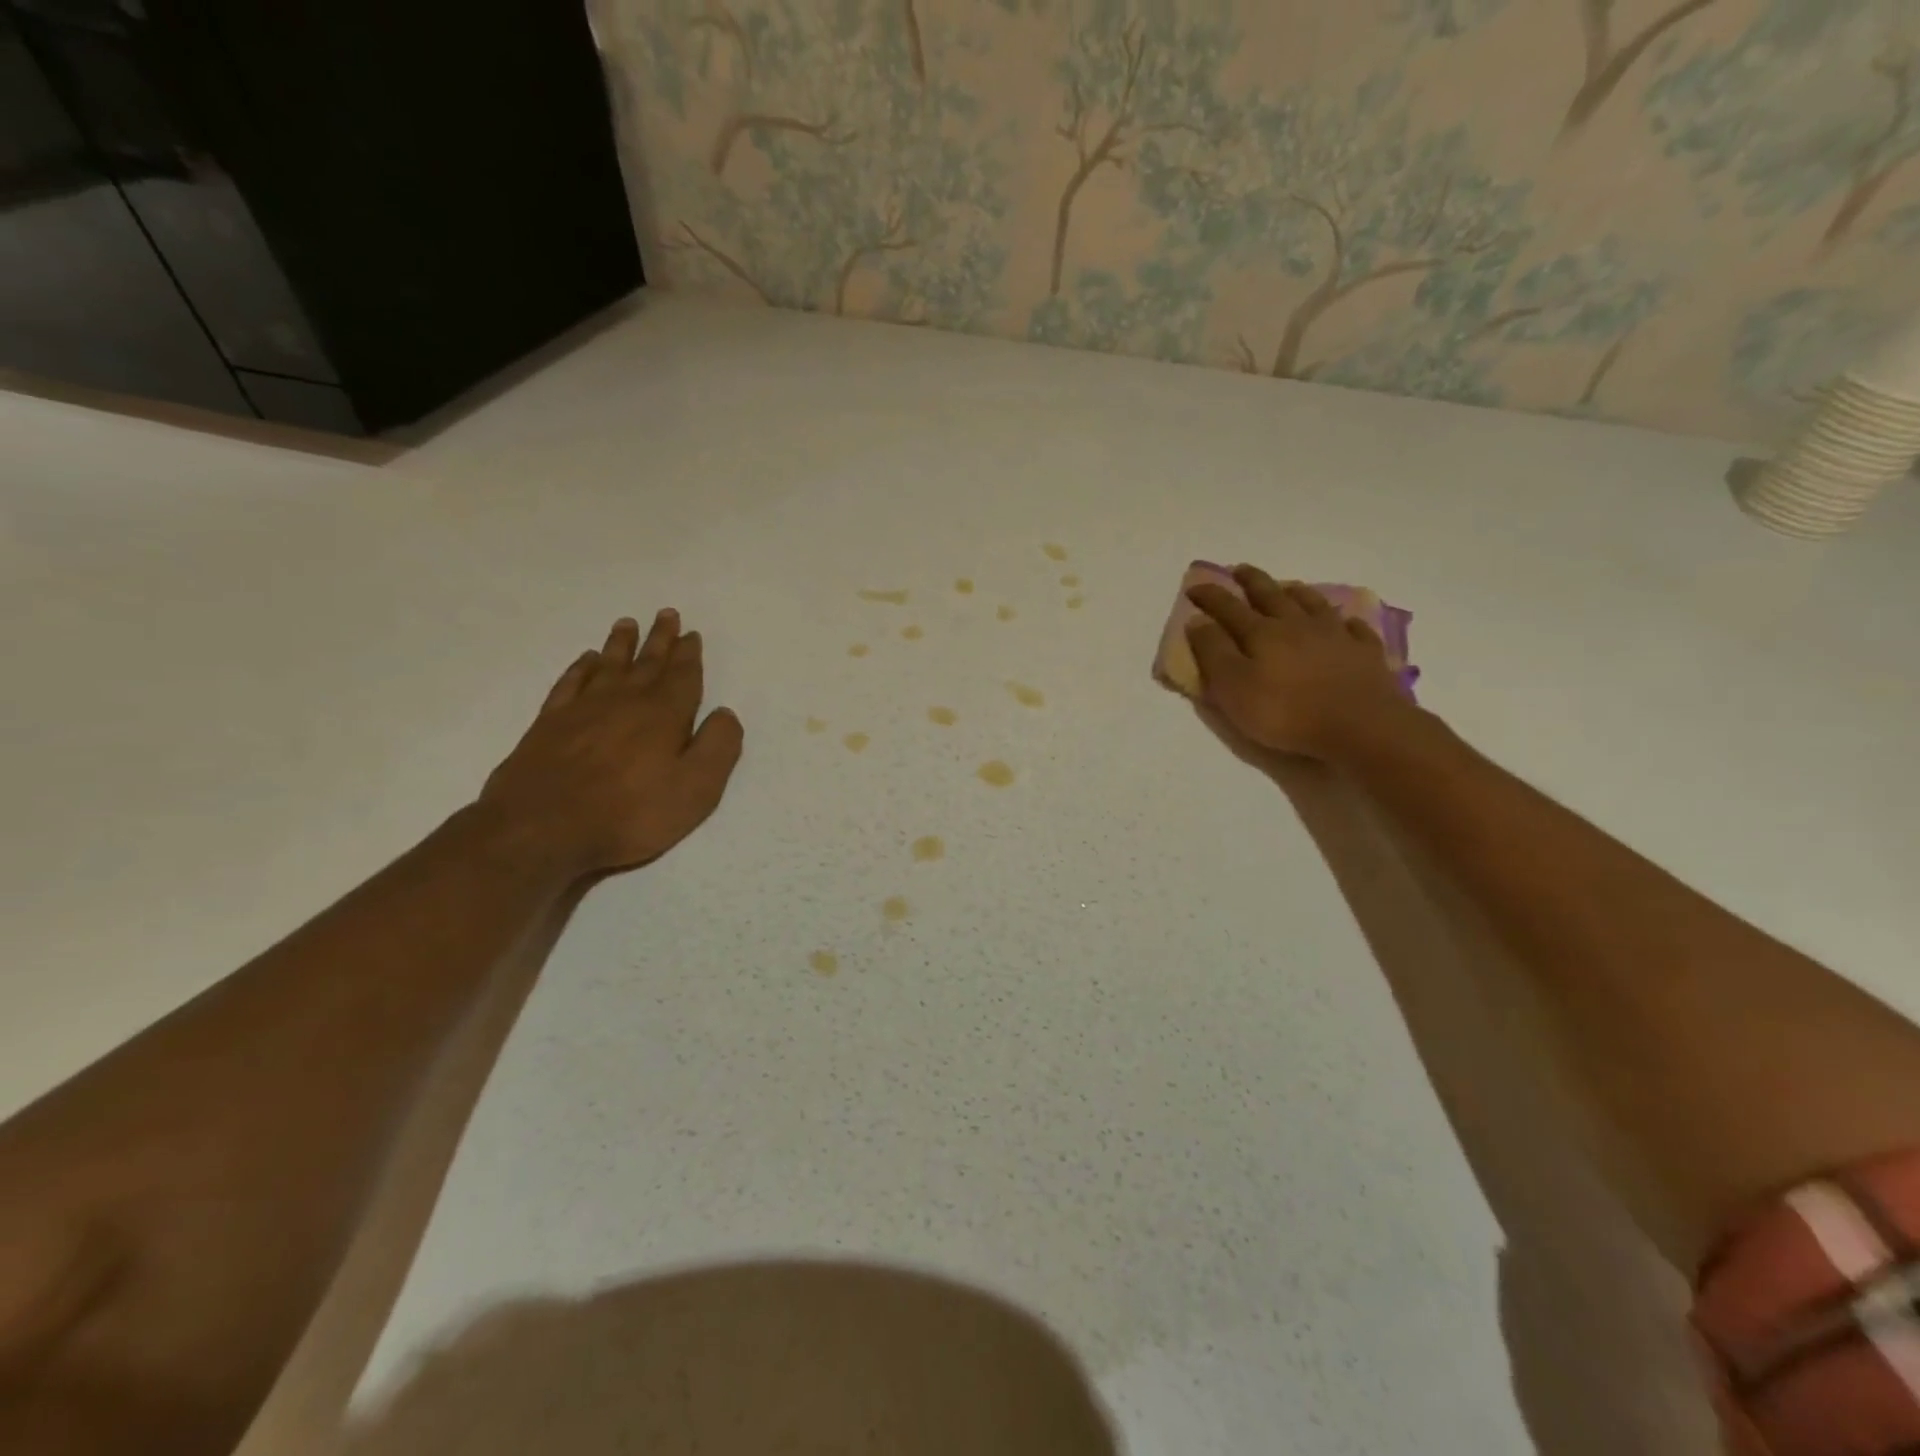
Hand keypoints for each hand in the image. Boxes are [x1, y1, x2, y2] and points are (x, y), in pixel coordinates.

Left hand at [478, 610, 743, 875]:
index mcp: (664, 714)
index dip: (688, 654)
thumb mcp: (696, 789)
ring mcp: (583, 710)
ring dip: (620, 645)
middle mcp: (625, 701)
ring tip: (627, 624)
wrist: (542, 829)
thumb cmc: (631, 813)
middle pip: (647, 663)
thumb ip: (718, 747)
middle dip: (659, 639)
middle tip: (665, 614)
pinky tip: (585, 660)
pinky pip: (570, 684)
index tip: (691, 633)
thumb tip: (726, 713)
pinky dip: (580, 669)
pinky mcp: (549, 724)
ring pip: (608, 666)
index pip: (682, 676)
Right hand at [1186, 566, 1410, 760]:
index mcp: (1261, 634)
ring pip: (1312, 604)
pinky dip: (1345, 621)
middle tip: (1240, 569)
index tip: (1194, 587)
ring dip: (1296, 592)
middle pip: (1271, 596)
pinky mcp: (1365, 653)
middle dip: (1252, 581)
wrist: (1361, 726)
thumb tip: (1197, 620)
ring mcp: (1335, 636)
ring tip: (1288, 586)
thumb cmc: (1286, 712)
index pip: (1228, 607)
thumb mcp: (1233, 688)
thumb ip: (1213, 652)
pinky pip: (1354, 629)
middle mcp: (1297, 625)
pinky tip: (1344, 622)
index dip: (1210, 596)